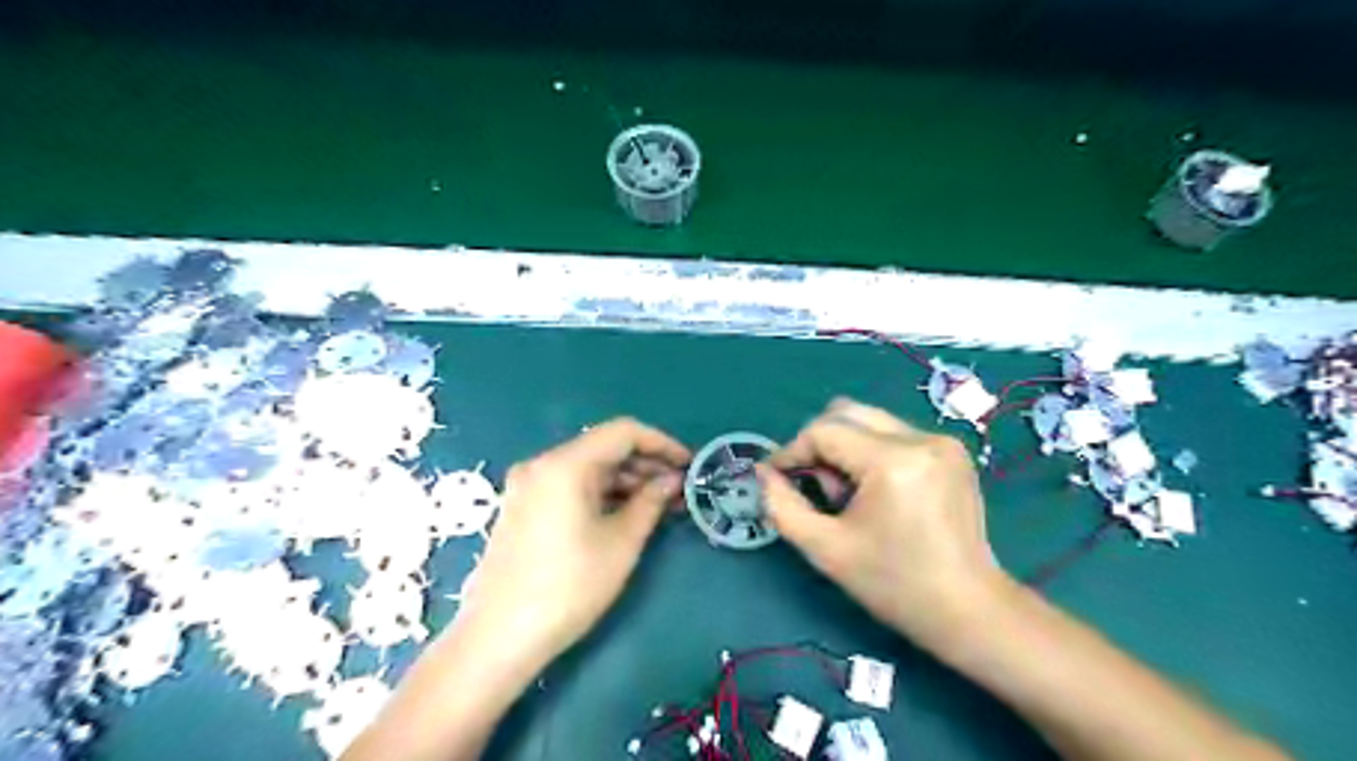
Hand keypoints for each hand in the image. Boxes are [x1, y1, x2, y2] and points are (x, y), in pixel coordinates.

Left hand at [453, 419, 690, 673]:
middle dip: (645, 465)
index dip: (661, 443)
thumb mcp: (621, 543)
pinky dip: (601, 494)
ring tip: (660, 505)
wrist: (498, 637)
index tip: (688, 464)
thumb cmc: (568, 587)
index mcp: (565, 464)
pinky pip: (570, 486)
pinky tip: (626, 514)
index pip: (623, 432)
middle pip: (603, 448)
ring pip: (588, 468)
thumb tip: (671, 480)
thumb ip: (650, 502)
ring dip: (625, 481)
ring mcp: (528, 485)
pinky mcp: (523, 507)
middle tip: (679, 490)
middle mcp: (542, 464)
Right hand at [758, 397, 1012, 651]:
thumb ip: (783, 506)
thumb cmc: (894, 585)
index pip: (824, 431)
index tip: (775, 477)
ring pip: (869, 421)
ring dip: (844, 447)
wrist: (969, 609)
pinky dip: (870, 452)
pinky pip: (893, 434)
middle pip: (847, 412)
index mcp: (893, 462)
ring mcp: (941, 441)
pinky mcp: (952, 451)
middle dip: (817, 443)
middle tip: (811, 484)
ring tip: (845, 493)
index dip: (791, 451)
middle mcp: (921, 438)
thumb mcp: (826, 550)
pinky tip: (874, 491)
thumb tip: (763, 473)